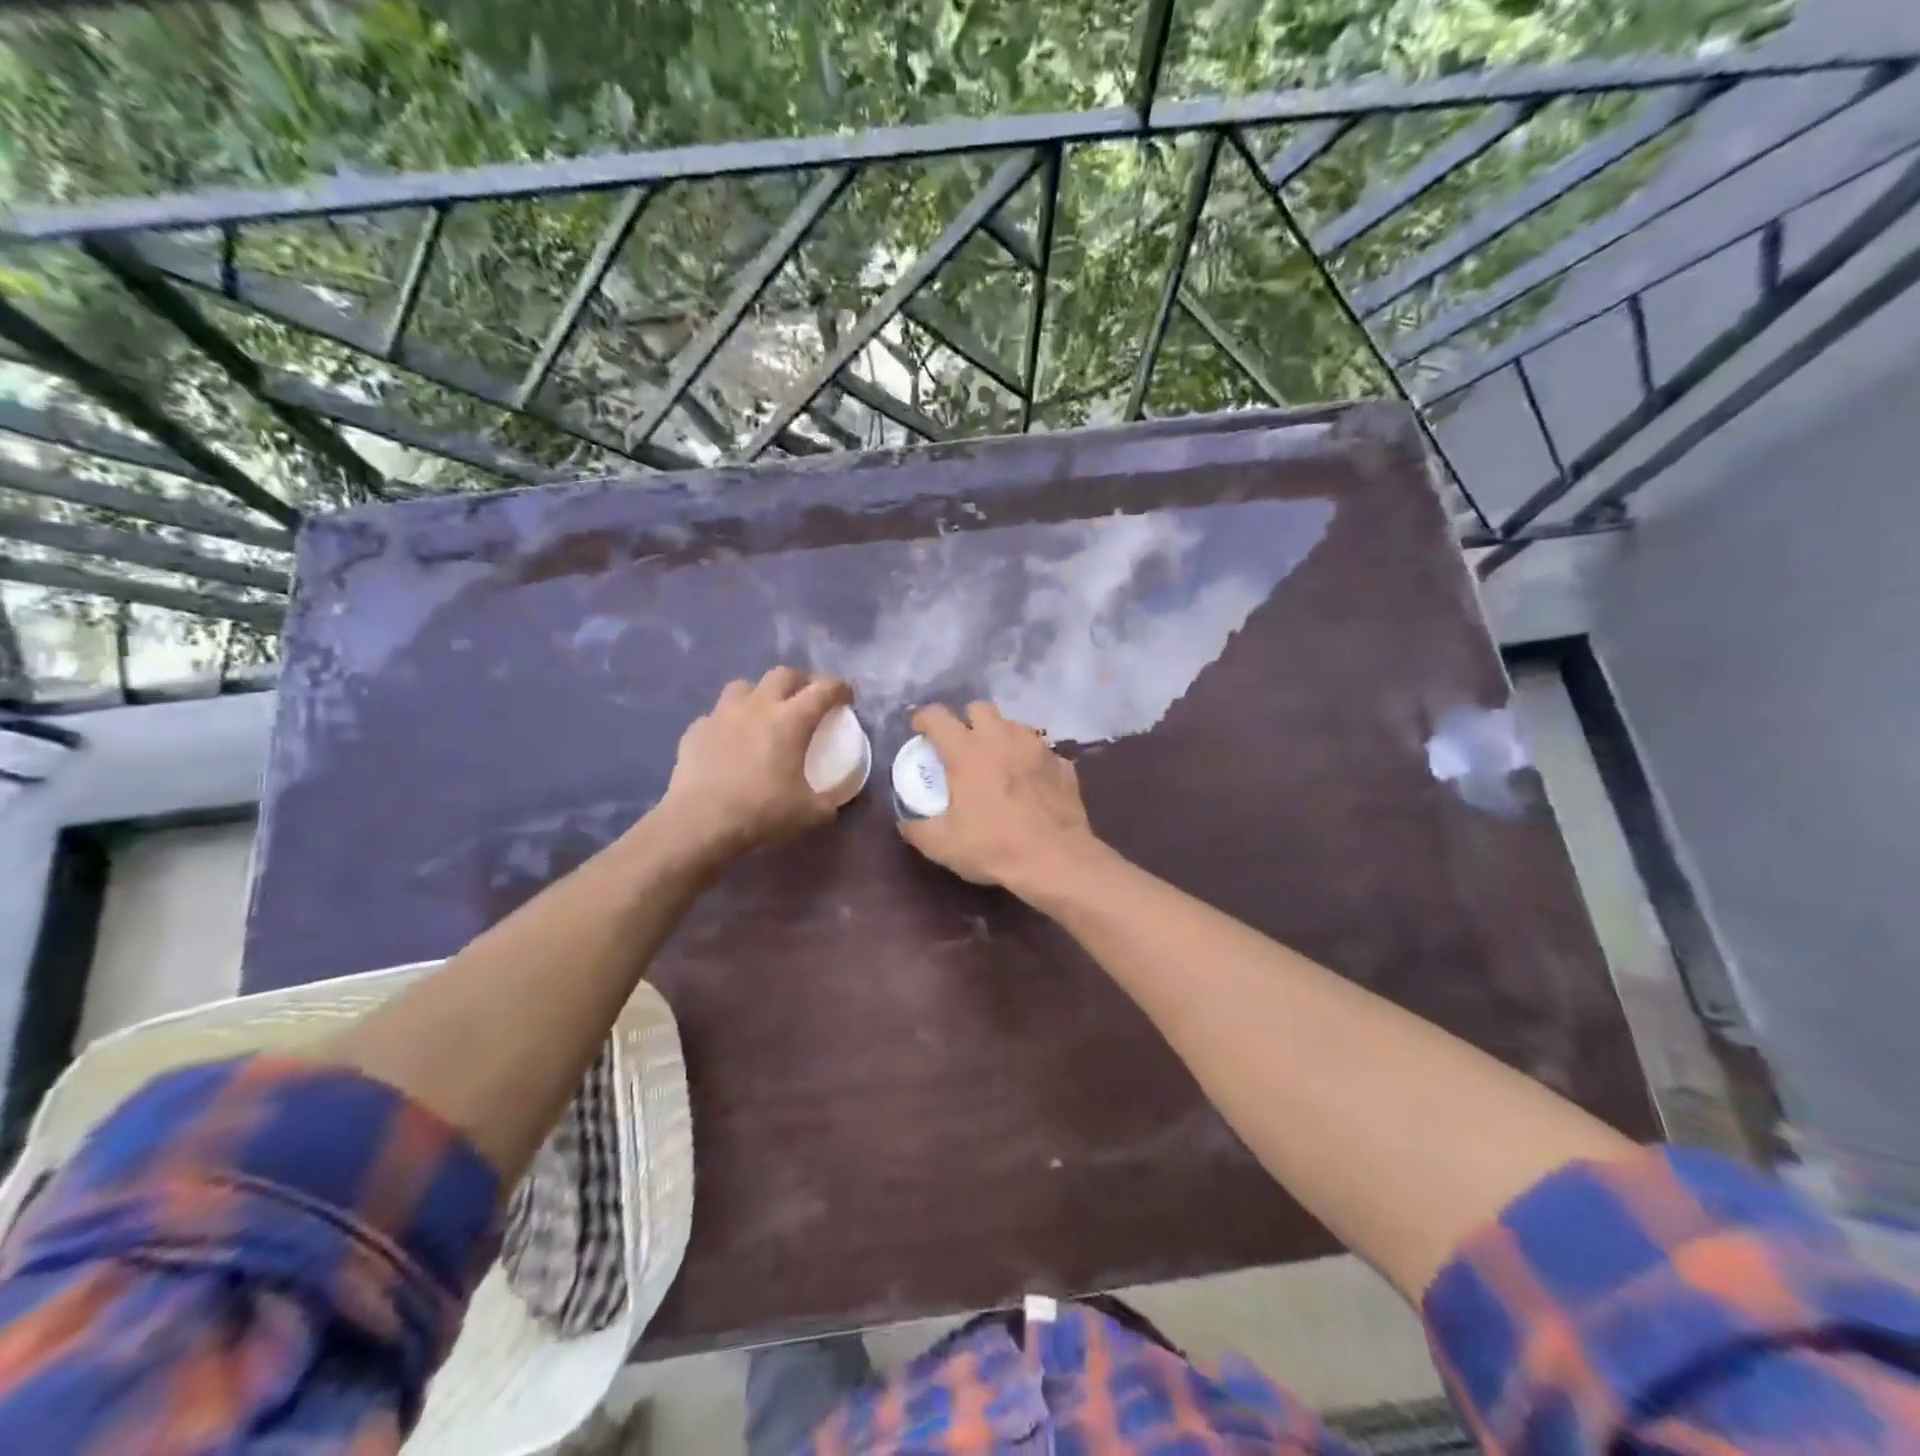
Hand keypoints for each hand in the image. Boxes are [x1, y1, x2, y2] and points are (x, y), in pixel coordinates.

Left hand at [653, 668, 853, 866]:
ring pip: (744, 686)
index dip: (839, 689)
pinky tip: (729, 742)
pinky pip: (716, 715)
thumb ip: (828, 801)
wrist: (700, 822)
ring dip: (760, 694)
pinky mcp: (696, 730)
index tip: (846, 698)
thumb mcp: (809, 813)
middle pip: (783, 675)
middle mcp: (757, 707)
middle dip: (801, 682)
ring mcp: (722, 714)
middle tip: (807, 700)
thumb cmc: (762, 811)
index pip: (823, 689)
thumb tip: (834, 801)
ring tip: (764, 713)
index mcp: (791, 720)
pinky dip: (728, 722)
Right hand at [898, 701, 1102, 895]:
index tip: (919, 730)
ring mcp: (1036, 747)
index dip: (924, 718)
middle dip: (967, 720)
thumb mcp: (943, 845)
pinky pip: (1040, 751)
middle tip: (962, 745)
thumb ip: (917, 830)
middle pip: (980, 708)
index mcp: (967, 751)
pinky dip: (1029, 760)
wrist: (1056, 859)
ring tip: (997, 761)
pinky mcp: (1061, 764)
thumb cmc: (994, 846)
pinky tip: (1028, 782)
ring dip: (1000, 736)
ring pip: (1013, 725)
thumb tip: (905, 824)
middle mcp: (1002, 738)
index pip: (937, 716)